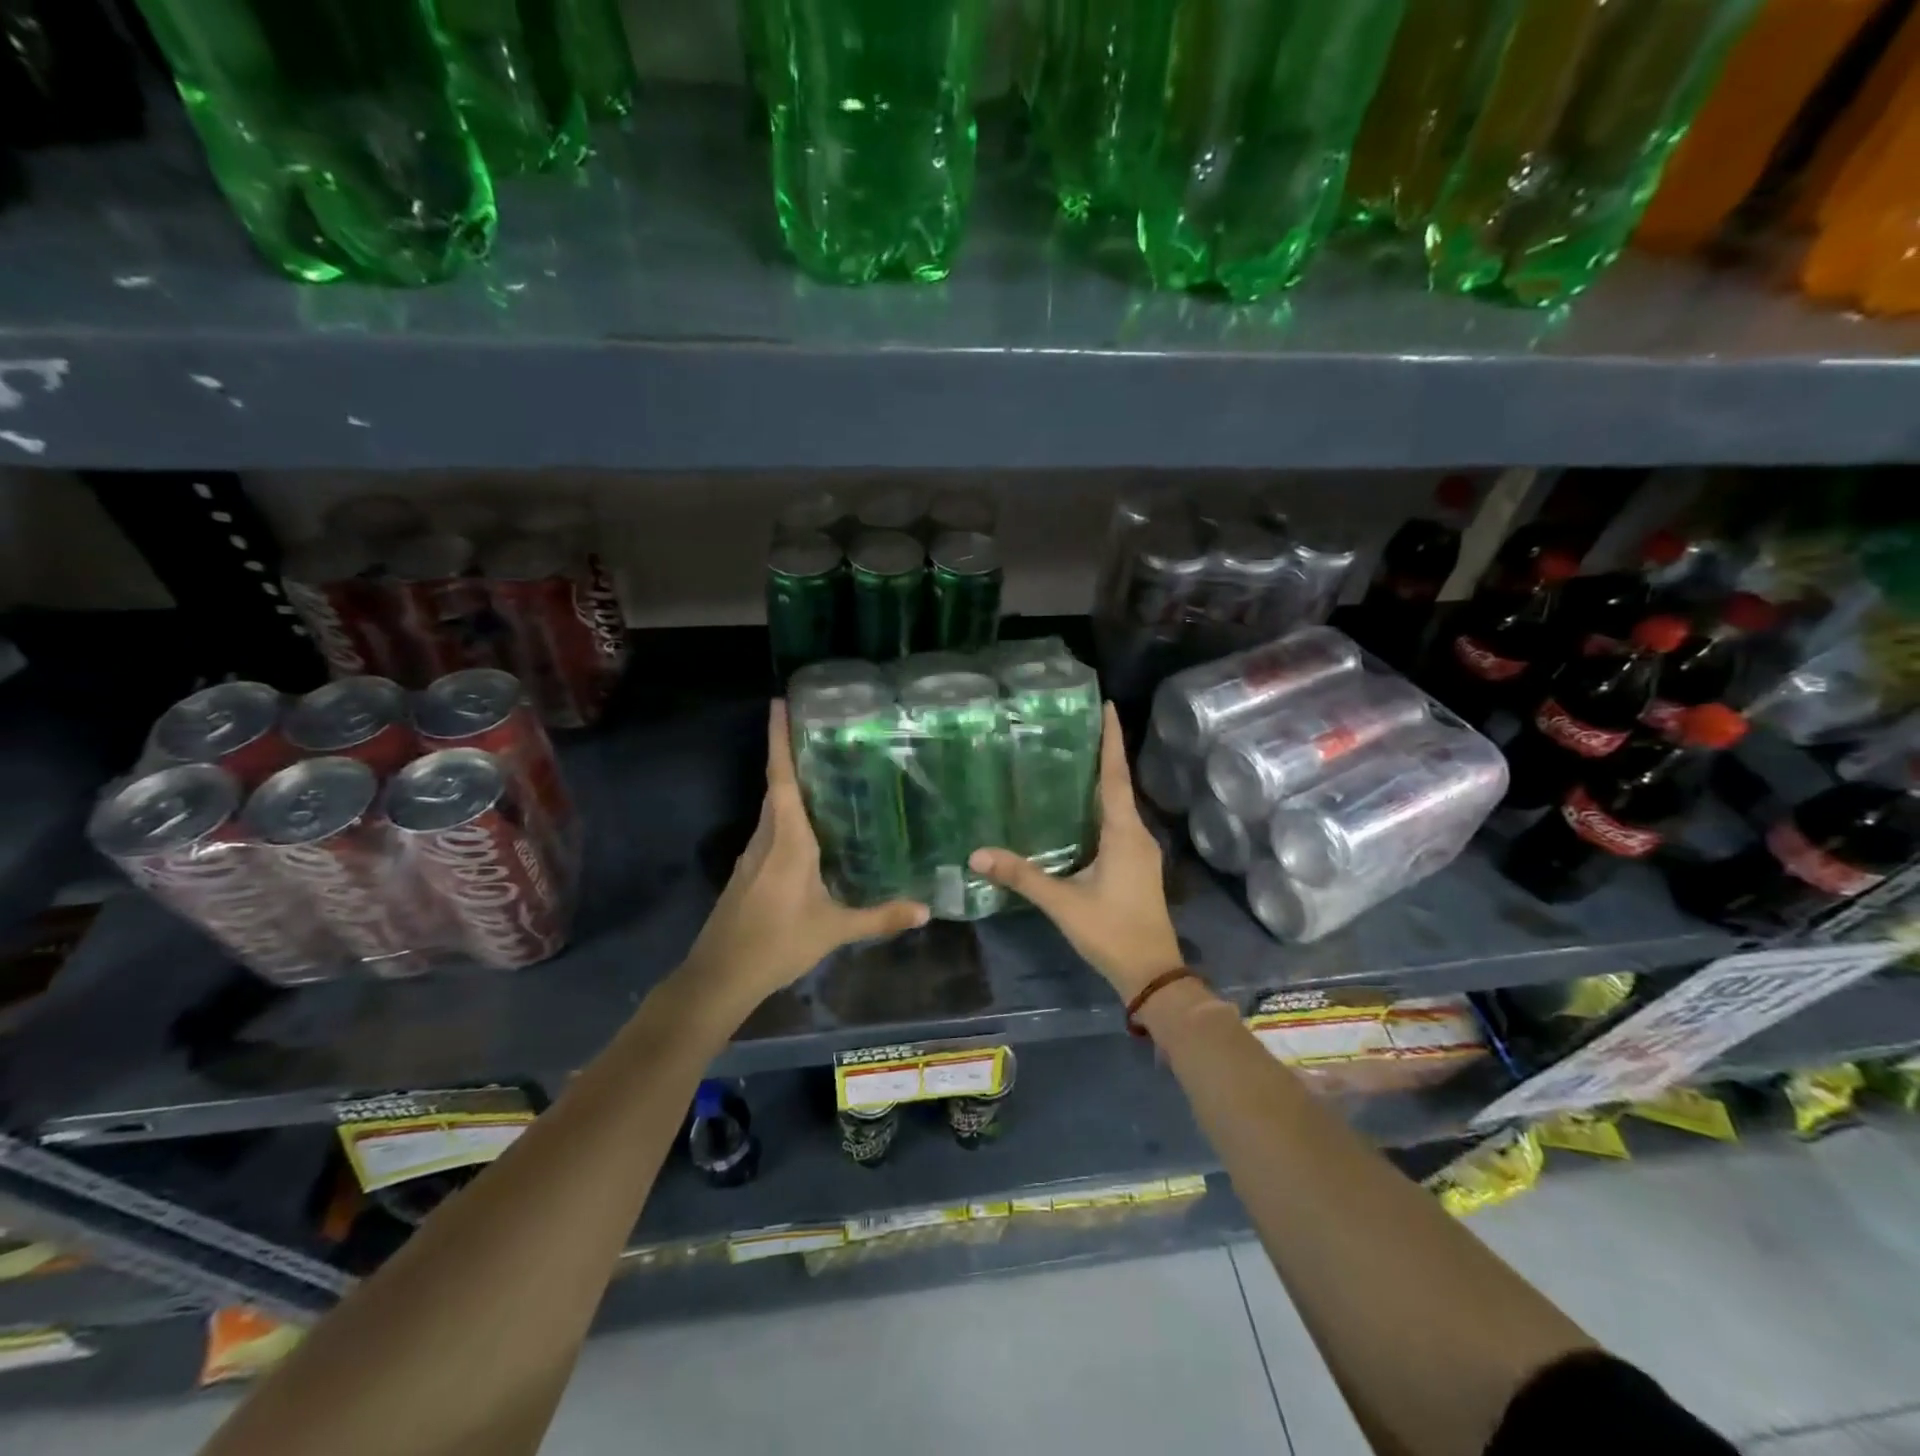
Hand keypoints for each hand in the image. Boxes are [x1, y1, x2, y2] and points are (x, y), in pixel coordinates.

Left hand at [683, 702, 928, 1010]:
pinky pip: (771, 831)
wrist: (721, 975)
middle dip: (792, 755)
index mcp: (787, 839)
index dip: (779, 739)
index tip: (778, 703)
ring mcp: (753, 855)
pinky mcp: (748, 872)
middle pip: (777, 786)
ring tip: (825, 774)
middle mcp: (766, 837)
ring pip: (773, 809)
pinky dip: (788, 817)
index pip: (781, 777)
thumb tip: (926, 910)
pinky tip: (812, 829)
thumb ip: (880, 917)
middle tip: (822, 732)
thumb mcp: (834, 929)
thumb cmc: (778, 942)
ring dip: (791, 786)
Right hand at [970, 702, 1183, 1000]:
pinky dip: (1100, 806)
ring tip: (1072, 758)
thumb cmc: (1111, 931)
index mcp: (1124, 833)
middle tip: (1074, 726)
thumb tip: (977, 854)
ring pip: (1119, 805)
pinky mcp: (1137, 865)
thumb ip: (1022, 876)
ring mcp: (1140, 851)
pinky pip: (1118, 823)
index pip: (1115, 775)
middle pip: (1118, 784)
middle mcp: (1137, 834)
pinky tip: (1078, 809)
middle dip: (1102, 753)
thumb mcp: (1063, 902)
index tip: (1107, 705)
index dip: (1111, 739)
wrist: (1153, 973)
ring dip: (1101, 780)